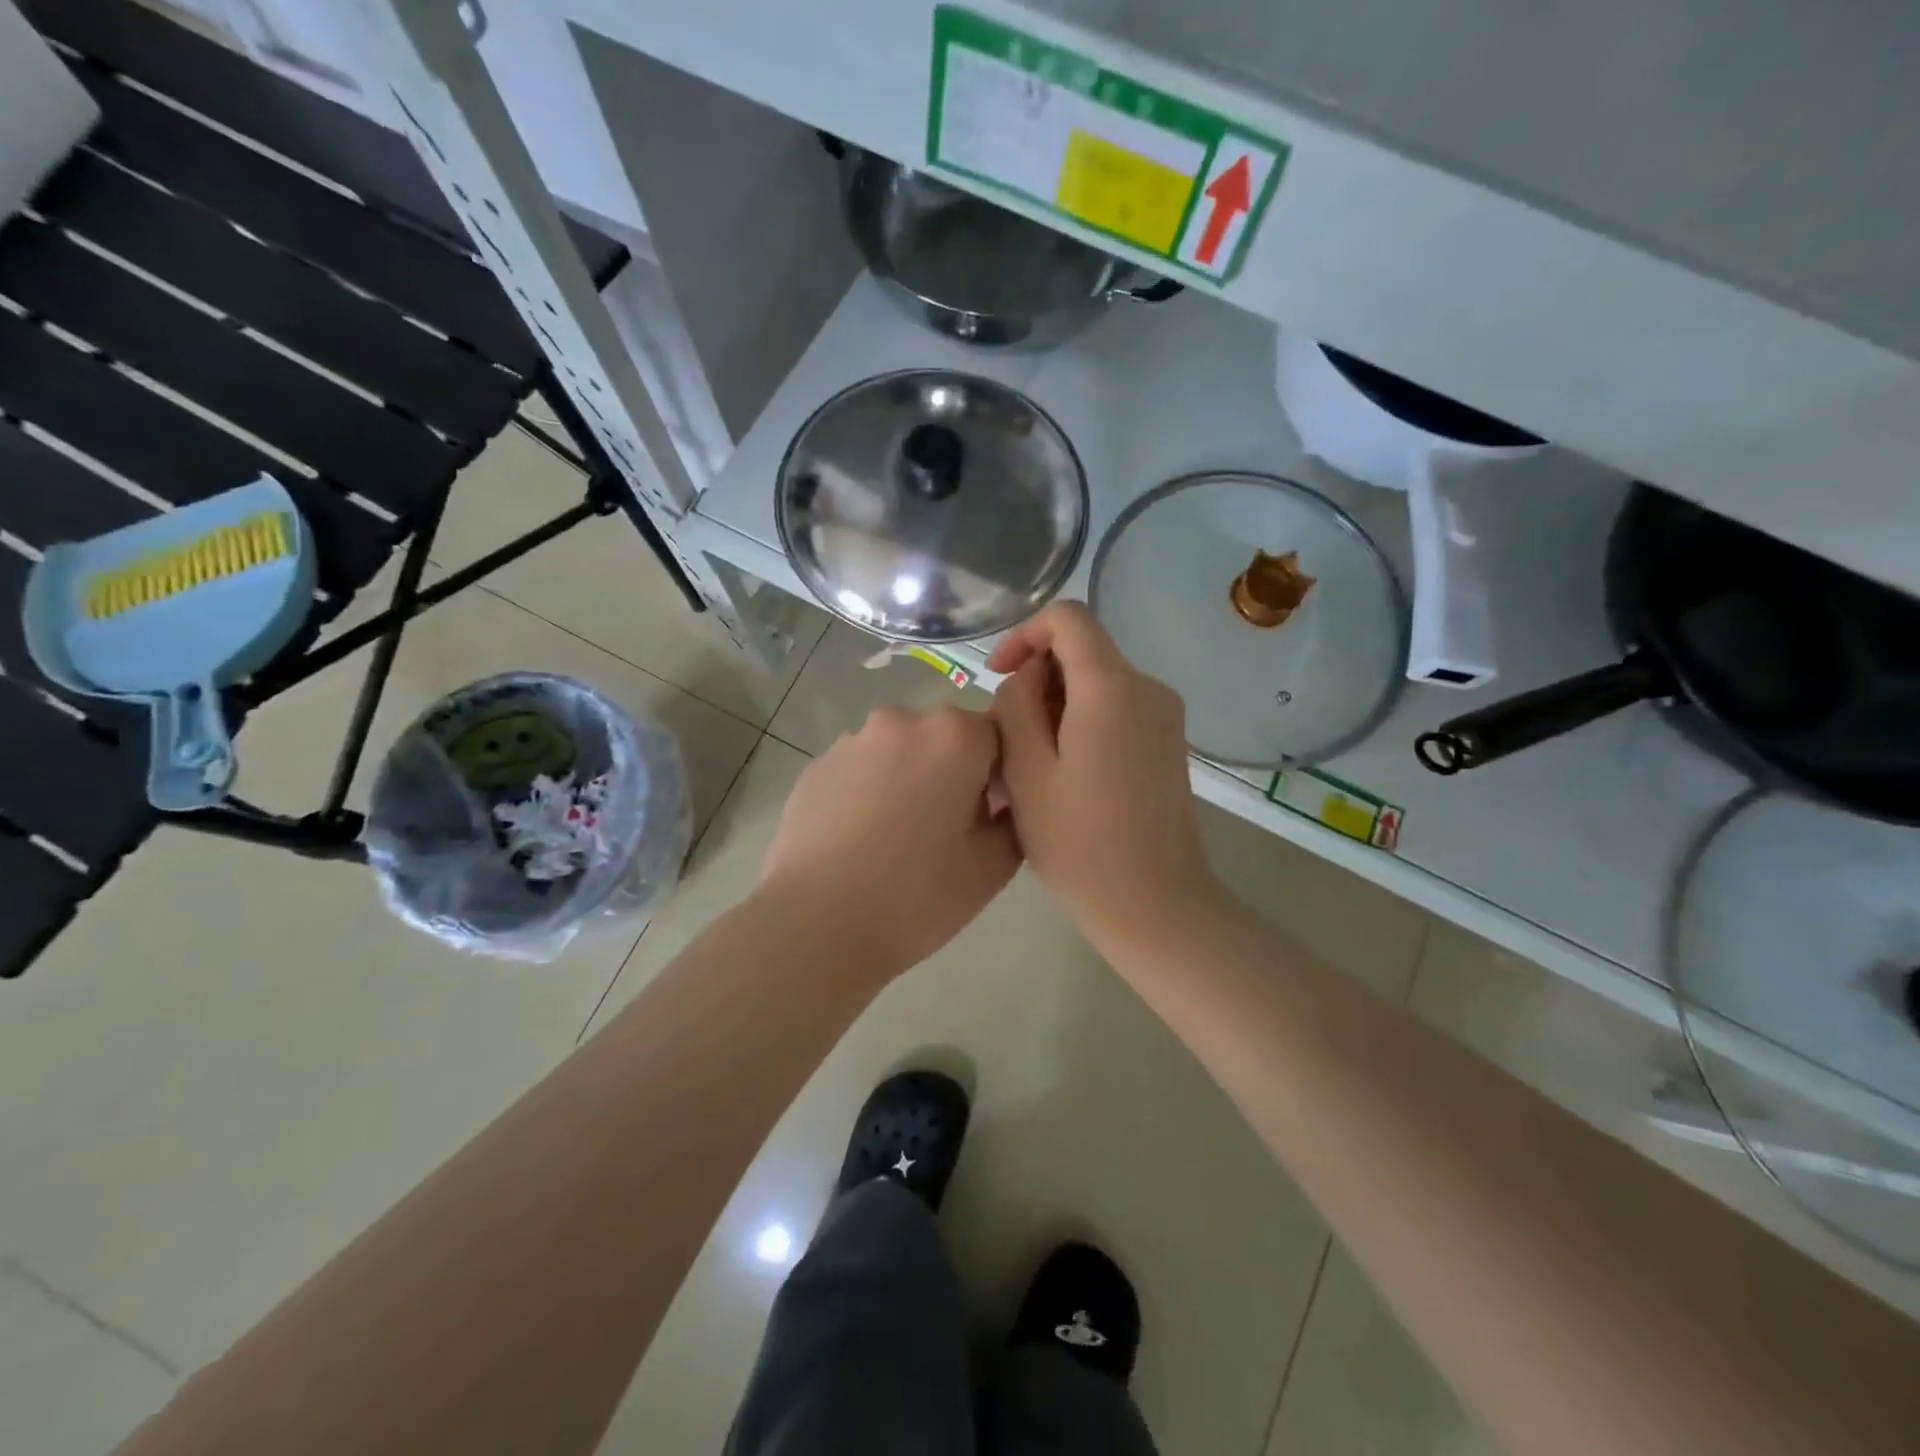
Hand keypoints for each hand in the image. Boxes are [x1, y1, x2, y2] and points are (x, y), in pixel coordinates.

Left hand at [759, 705, 1020, 978]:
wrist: (816, 924)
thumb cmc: (916, 895)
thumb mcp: (993, 867)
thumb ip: (1014, 820)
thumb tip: (1002, 803)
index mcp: (954, 736)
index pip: (999, 733)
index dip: (1001, 773)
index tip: (991, 815)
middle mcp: (902, 721)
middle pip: (945, 738)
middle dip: (953, 772)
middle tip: (946, 831)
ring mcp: (851, 741)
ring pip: (899, 752)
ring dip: (908, 779)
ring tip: (896, 839)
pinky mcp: (815, 766)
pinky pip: (859, 770)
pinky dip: (868, 792)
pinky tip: (860, 841)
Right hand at [987, 603, 1218, 944]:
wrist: (1155, 904)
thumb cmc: (1080, 842)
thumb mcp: (1026, 770)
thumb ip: (1016, 705)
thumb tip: (1027, 677)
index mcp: (1112, 687)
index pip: (1068, 617)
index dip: (1024, 635)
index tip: (998, 677)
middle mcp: (1148, 687)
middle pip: (1082, 653)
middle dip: (1037, 682)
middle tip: (1008, 740)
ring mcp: (1165, 716)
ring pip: (1096, 684)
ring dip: (1056, 707)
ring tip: (1030, 767)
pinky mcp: (1169, 743)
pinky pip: (1116, 710)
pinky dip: (1082, 724)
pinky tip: (1064, 776)